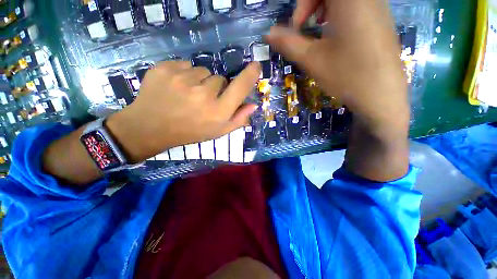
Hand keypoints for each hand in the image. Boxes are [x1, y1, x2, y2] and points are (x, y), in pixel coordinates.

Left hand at [107, 61, 260, 162]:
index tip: (256, 66)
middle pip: (220, 79)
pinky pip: (185, 65)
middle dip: (216, 87)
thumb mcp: (218, 131)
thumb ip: (238, 119)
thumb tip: (253, 105)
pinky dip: (184, 74)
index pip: (240, 88)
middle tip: (203, 100)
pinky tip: (176, 88)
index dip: (250, 75)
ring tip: (188, 95)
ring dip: (199, 81)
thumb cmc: (190, 132)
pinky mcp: (165, 69)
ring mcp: (183, 79)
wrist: (151, 127)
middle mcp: (204, 94)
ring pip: (202, 71)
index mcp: (218, 111)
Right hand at [266, 0, 409, 135]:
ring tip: (320, 31)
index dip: (302, 4)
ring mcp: (378, 6)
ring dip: (325, 7)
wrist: (382, 96)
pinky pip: (357, 4)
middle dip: (312, 4)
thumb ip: (289, 43)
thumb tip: (268, 33)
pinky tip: (337, 34)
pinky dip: (340, 12)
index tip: (297, 26)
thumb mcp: (312, 59)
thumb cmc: (346, 76)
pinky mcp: (381, 18)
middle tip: (305, 27)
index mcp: (350, 0)